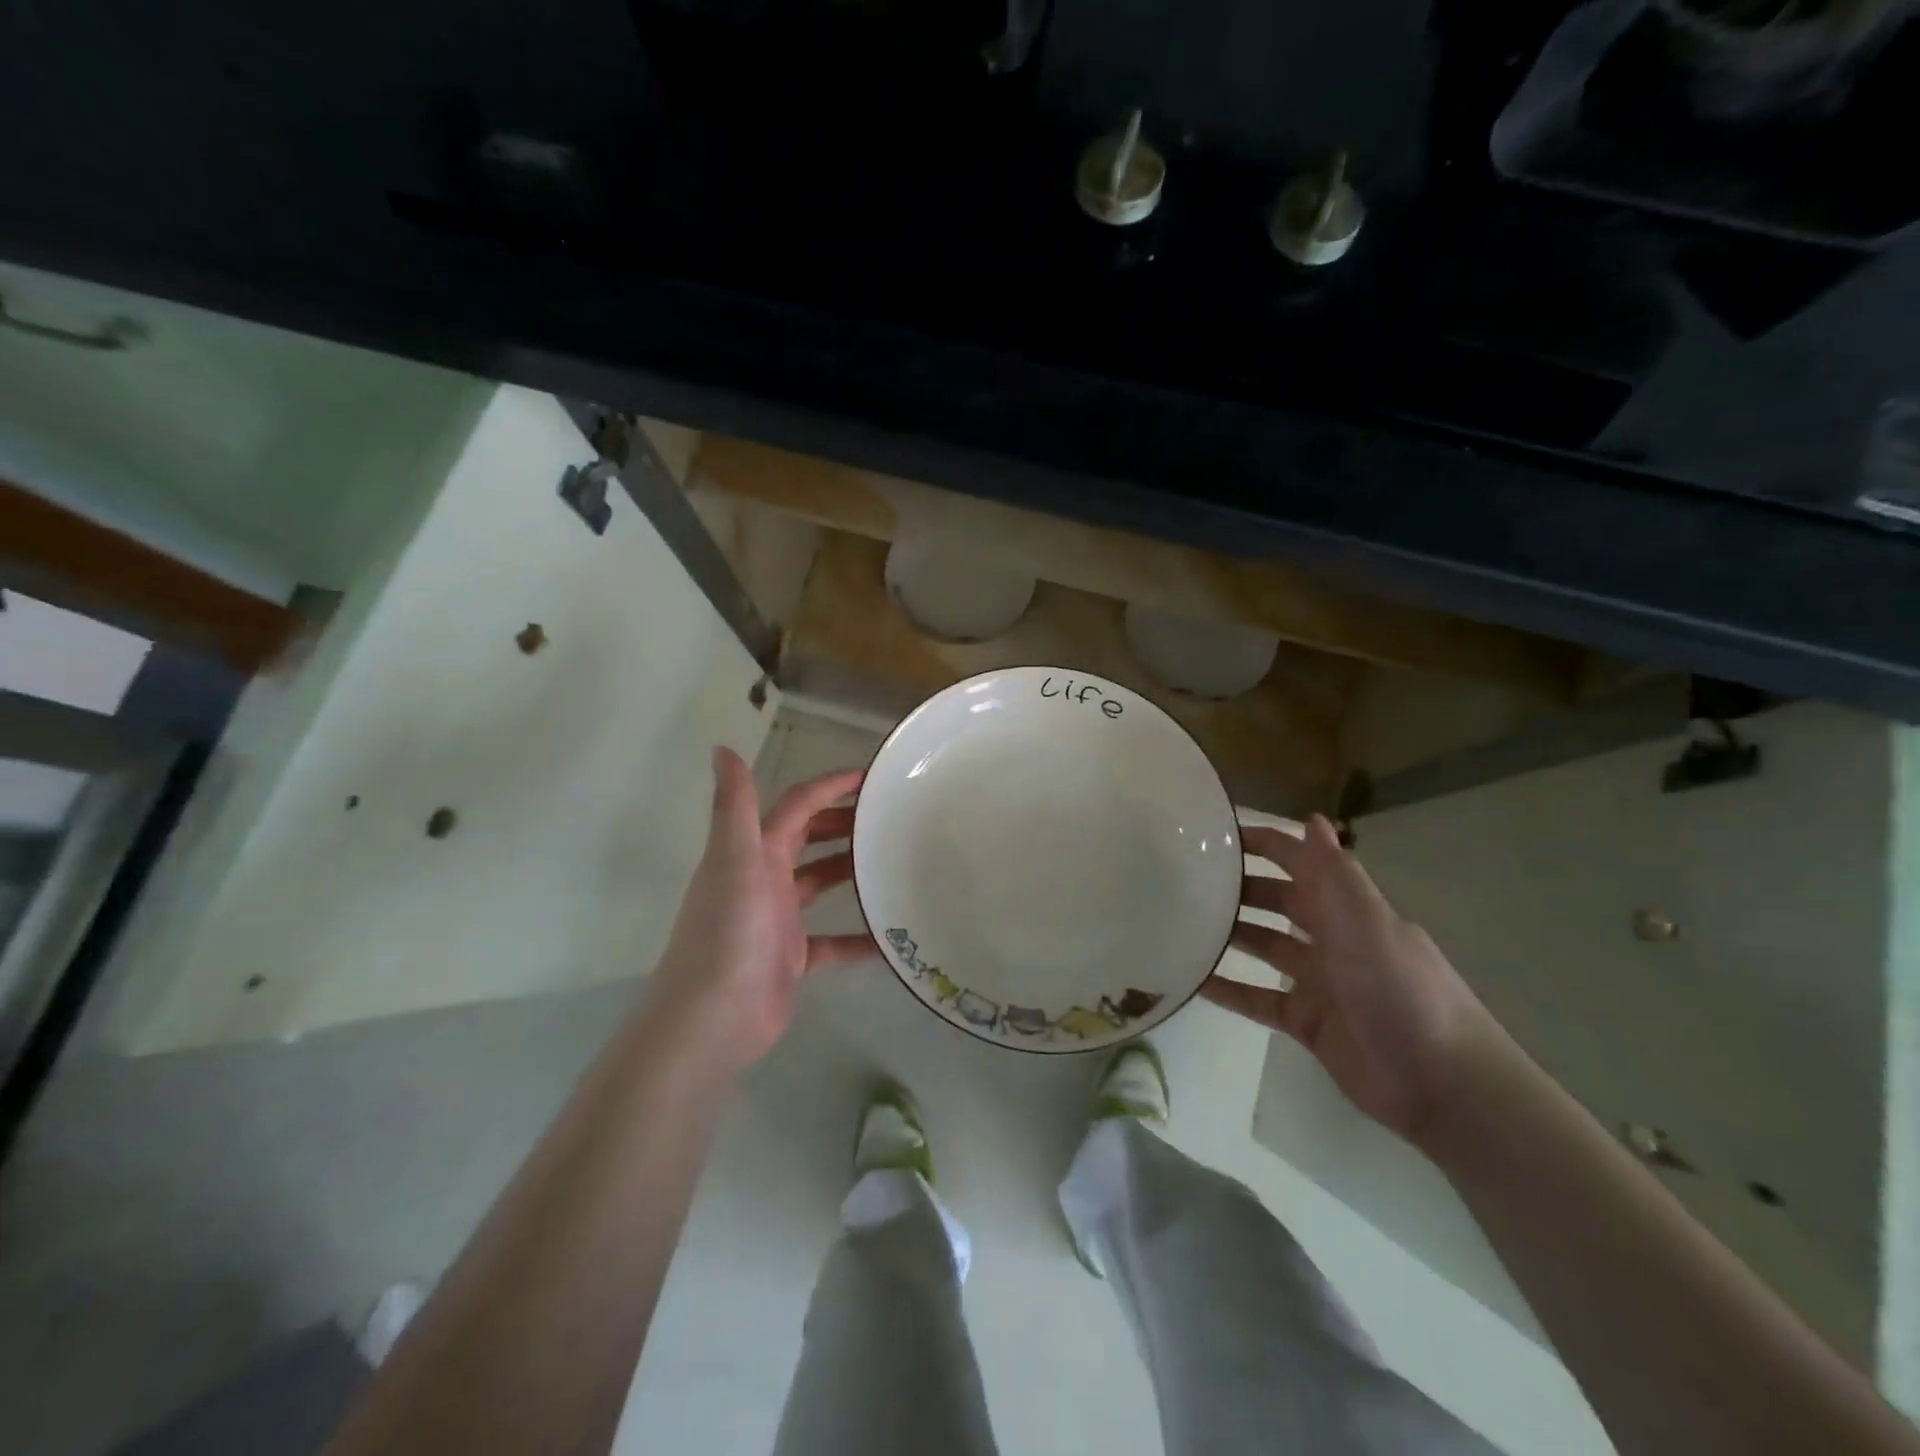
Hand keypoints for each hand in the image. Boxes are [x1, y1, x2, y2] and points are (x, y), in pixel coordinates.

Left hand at [645, 748, 875, 1073]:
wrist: (712, 1019)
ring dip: (851, 871)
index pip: (796, 806)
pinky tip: (889, 936)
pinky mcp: (790, 957)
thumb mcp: (734, 861)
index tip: (872, 777)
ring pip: (819, 883)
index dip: (830, 786)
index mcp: (753, 853)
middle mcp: (763, 879)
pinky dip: (857, 936)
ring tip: (892, 862)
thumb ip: (734, 805)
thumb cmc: (729, 933)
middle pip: (807, 839)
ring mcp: (777, 920)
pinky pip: (832, 940)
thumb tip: (722, 747)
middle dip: (843, 823)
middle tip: (887, 818)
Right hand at [1200, 814, 1503, 1146]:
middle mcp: (1332, 938)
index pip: (1300, 862)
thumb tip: (1313, 818)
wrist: (1442, 1085)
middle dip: (1239, 887)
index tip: (1215, 832)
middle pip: (1277, 901)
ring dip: (1229, 933)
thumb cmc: (1401, 990)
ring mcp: (1318, 981)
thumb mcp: (1367, 923)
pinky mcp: (1306, 1022)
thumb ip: (1335, 874)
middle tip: (1185, 878)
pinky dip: (1228, 990)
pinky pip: (1257, 999)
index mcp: (1347, 909)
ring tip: (1180, 922)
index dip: (1264, 844)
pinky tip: (1192, 980)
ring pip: (1264, 947)